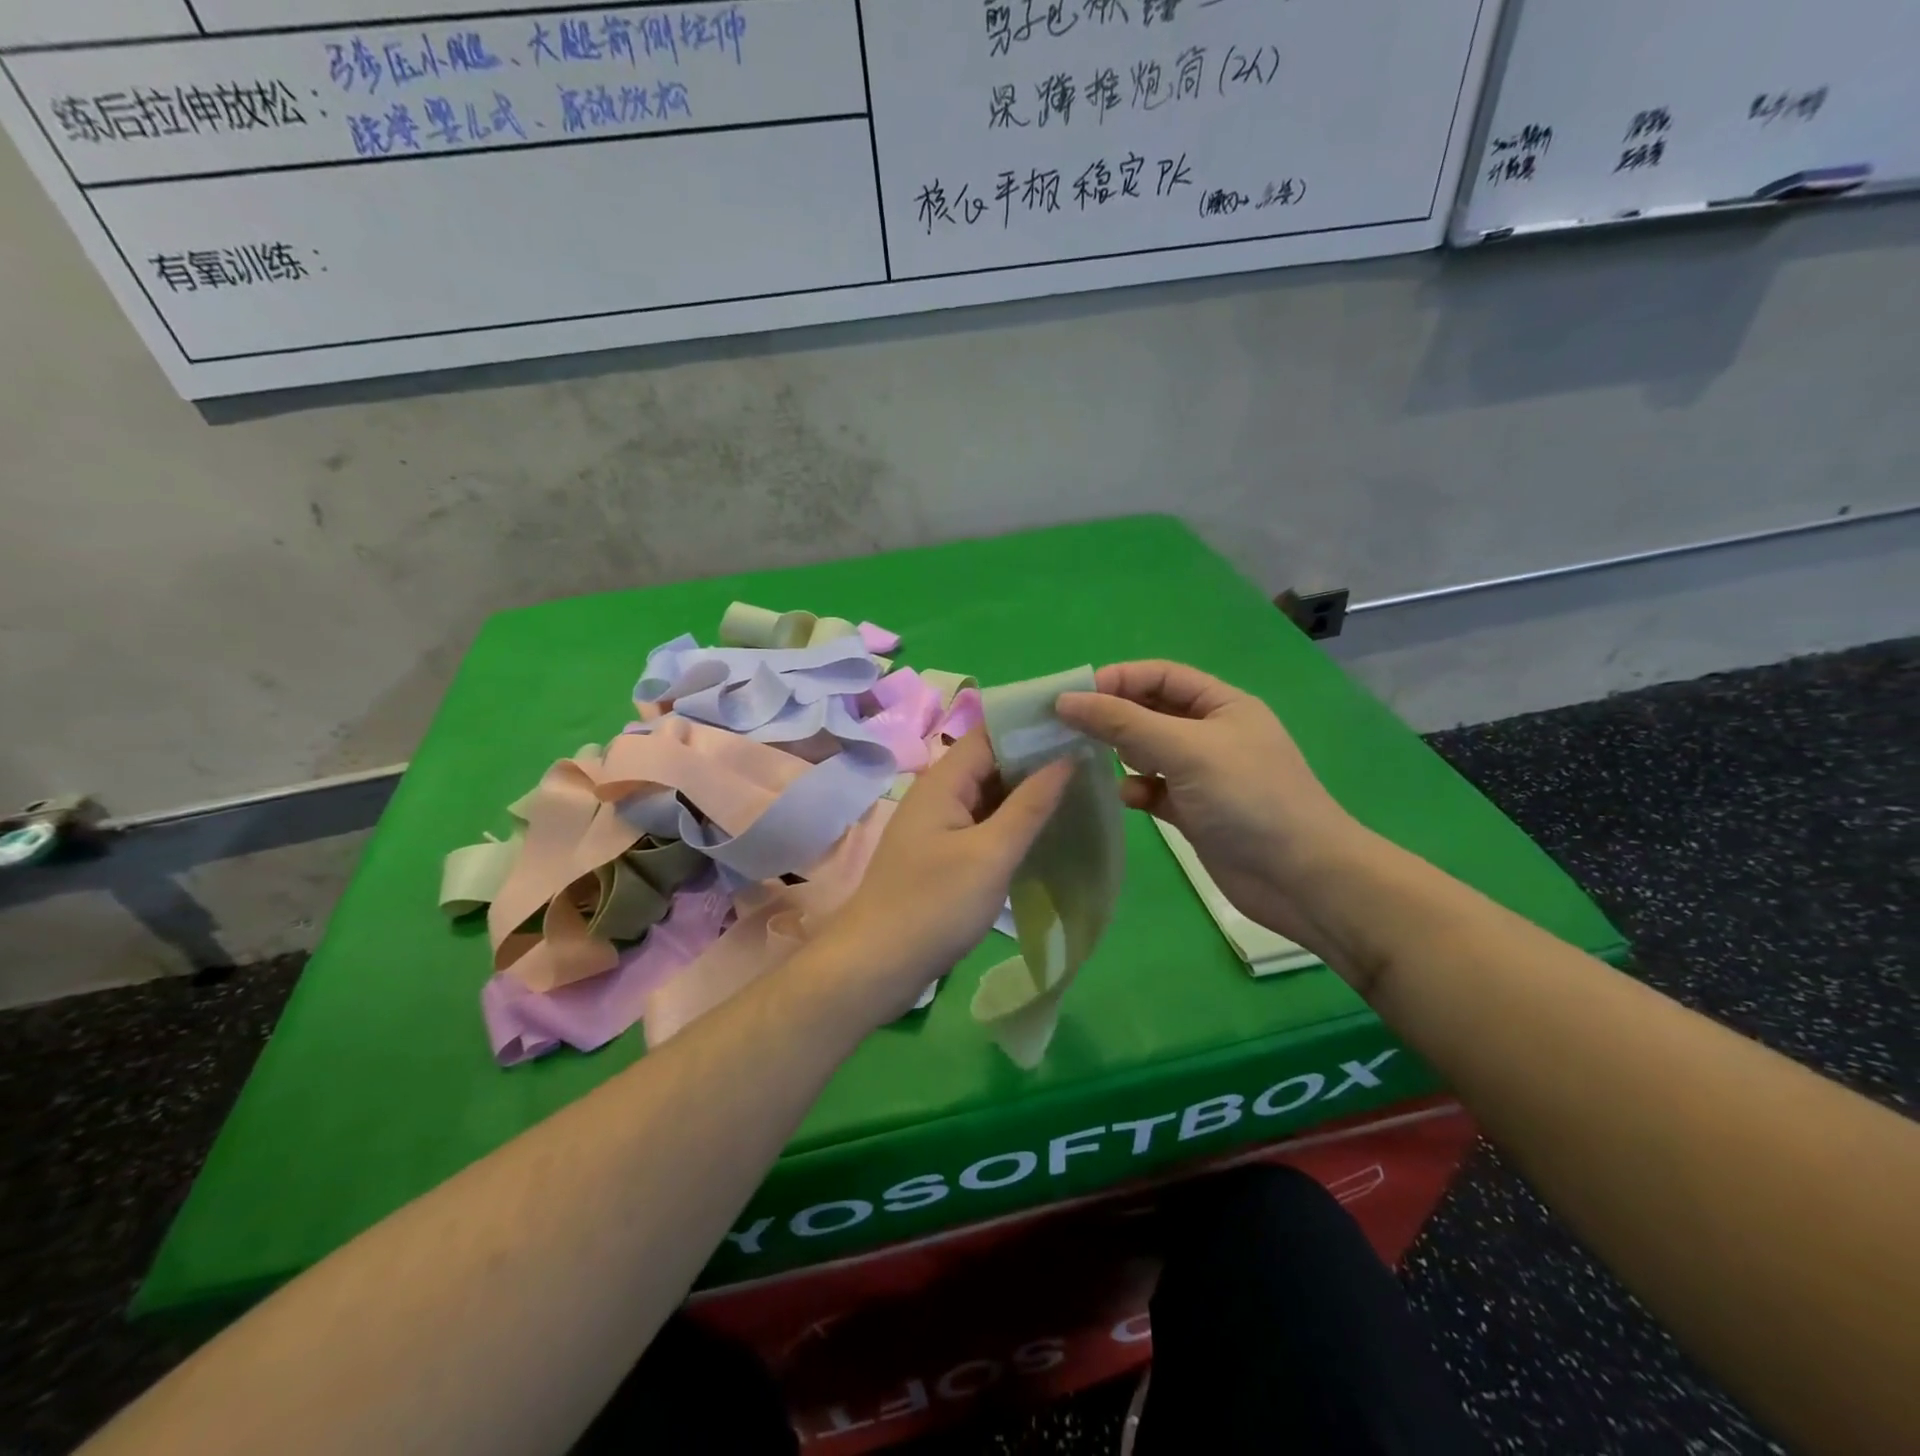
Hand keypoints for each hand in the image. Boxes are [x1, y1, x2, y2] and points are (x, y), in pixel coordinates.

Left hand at [811, 727, 1072, 1023]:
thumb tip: (1066, 757)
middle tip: (1092, 757)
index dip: (1032, 724)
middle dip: (1037, 757)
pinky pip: (983, 823)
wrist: (876, 965)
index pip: (991, 732)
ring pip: (989, 794)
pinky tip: (1046, 828)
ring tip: (1081, 785)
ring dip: (1027, 791)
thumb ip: (1030, 804)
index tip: (1080, 722)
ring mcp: (939, 825)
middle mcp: (938, 793)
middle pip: (991, 761)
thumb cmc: (935, 905)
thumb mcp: (991, 854)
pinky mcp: (942, 853)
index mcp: (944, 781)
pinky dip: (1012, 820)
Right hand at [1055, 661, 1366, 954]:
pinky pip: (1154, 789)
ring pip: (1148, 752)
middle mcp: (1211, 733)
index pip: (1161, 676)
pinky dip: (1137, 789)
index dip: (1118, 679)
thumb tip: (1066, 700)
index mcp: (1221, 704)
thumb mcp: (1185, 749)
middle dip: (1113, 717)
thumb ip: (1123, 723)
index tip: (1073, 696)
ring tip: (1093, 761)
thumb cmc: (1247, 798)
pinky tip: (1130, 798)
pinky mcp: (1194, 811)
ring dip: (1122, 754)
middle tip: (1069, 729)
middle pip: (1151, 712)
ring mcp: (1203, 774)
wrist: (1299, 878)